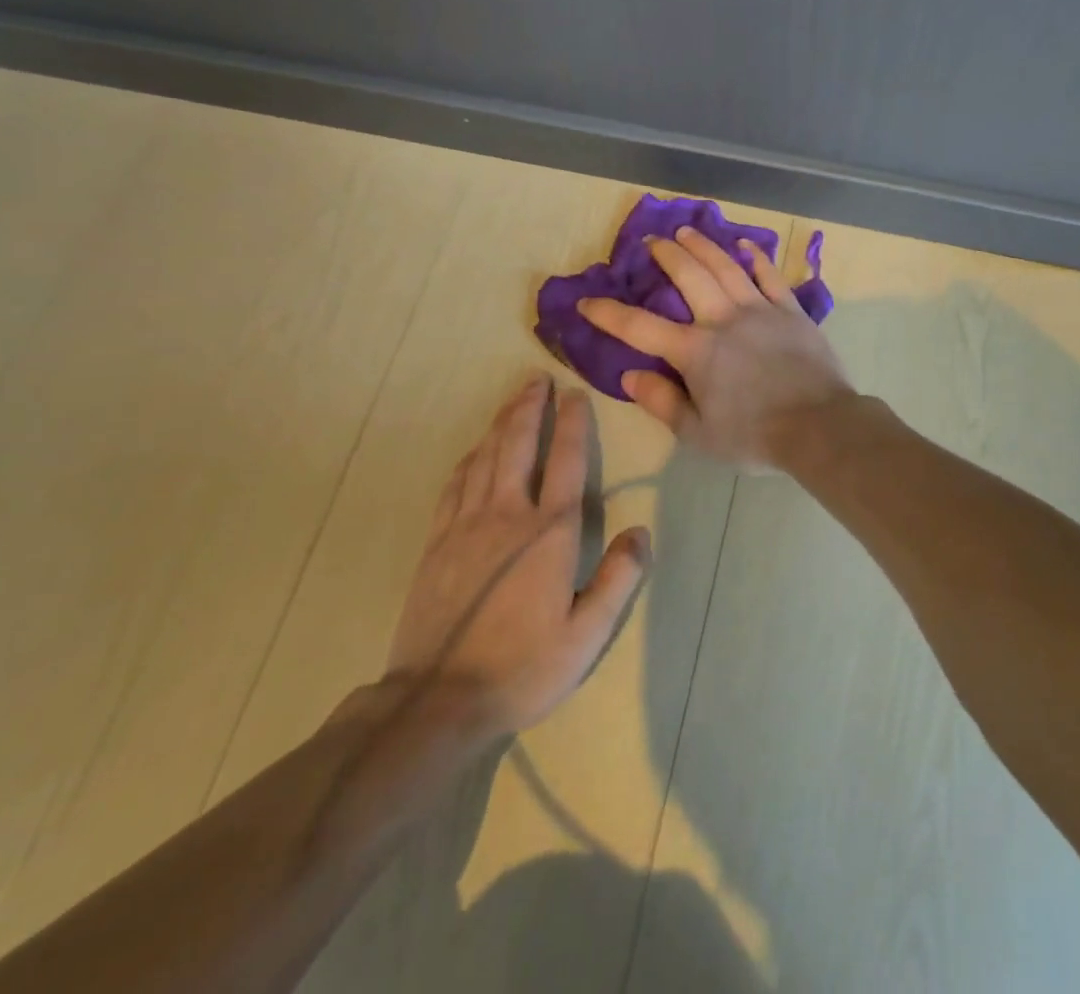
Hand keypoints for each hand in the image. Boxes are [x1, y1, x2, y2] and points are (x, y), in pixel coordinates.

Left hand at [384, 378, 650, 734]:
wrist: (437, 701)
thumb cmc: (523, 667)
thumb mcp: (586, 634)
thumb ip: (619, 579)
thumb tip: (642, 532)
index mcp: (549, 533)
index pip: (565, 461)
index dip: (572, 423)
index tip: (574, 394)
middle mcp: (508, 516)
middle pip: (519, 446)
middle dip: (529, 408)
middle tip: (536, 379)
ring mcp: (466, 526)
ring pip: (486, 458)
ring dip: (501, 424)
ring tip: (513, 400)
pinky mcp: (438, 543)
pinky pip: (455, 485)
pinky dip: (470, 459)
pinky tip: (476, 451)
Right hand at [578, 226, 854, 466]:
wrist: (819, 426)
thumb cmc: (755, 436)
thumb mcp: (699, 433)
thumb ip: (662, 402)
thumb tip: (630, 375)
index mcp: (695, 352)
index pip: (640, 328)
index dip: (609, 314)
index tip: (587, 302)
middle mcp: (723, 320)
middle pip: (689, 277)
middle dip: (666, 256)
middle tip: (651, 241)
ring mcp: (760, 310)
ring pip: (726, 267)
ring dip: (704, 247)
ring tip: (686, 232)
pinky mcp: (791, 311)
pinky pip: (770, 277)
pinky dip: (756, 258)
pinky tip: (745, 246)